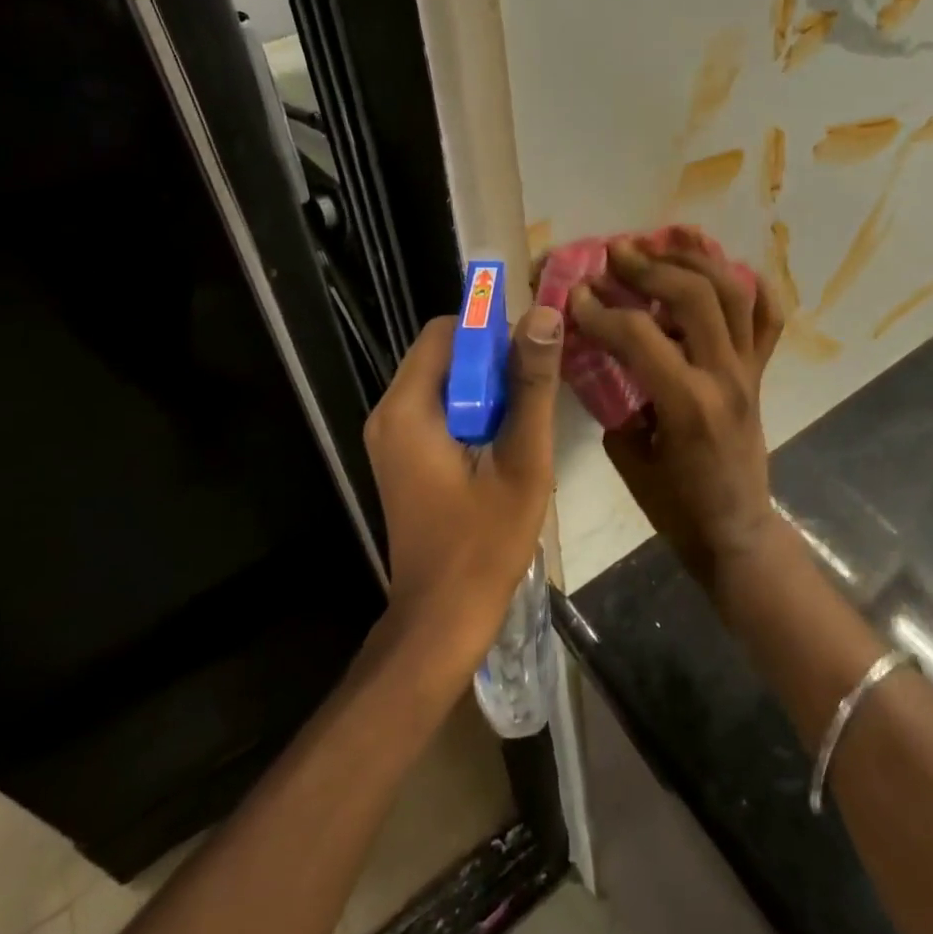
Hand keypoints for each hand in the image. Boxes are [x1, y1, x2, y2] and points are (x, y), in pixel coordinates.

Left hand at [363, 306, 564, 671]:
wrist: (442, 618)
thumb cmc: (484, 543)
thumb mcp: (522, 460)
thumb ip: (532, 385)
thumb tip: (544, 315)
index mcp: (408, 409)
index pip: (446, 331)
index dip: (492, 332)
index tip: (531, 358)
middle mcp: (388, 413)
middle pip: (442, 352)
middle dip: (491, 360)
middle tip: (532, 392)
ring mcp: (390, 436)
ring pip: (442, 379)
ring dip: (484, 385)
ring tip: (522, 418)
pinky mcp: (400, 455)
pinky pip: (436, 406)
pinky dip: (470, 408)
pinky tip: (500, 440)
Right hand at [570, 236, 782, 586]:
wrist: (736, 532)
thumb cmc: (676, 507)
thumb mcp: (629, 458)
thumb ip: (617, 400)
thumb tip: (605, 355)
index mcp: (688, 403)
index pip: (639, 336)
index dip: (601, 310)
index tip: (575, 294)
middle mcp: (725, 376)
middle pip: (694, 296)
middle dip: (649, 267)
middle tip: (616, 252)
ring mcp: (749, 369)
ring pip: (733, 293)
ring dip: (694, 260)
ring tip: (662, 241)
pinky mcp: (761, 372)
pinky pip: (767, 318)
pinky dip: (750, 286)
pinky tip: (723, 266)